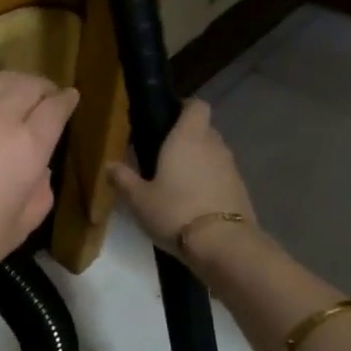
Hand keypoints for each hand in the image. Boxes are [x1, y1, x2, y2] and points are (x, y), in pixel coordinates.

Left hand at [0, 72, 78, 298]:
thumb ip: (39, 190)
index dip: (67, 100)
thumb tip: (36, 168)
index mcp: (27, 145)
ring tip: (14, 97)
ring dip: (13, 85)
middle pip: (26, 83)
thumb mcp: (21, 226)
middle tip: (45, 96)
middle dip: (42, 86)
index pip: (55, 106)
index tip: (70, 100)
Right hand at [107, 98, 253, 253]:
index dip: (183, 107)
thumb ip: (124, 179)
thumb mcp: (139, 199)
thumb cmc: (174, 211)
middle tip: (163, 155)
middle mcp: (213, 145)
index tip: (166, 119)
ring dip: (198, 161)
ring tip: (176, 181)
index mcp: (187, 137)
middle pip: (203, 129)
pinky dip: (209, 181)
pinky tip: (193, 201)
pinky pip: (221, 176)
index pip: (196, 105)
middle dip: (186, 138)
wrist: (223, 244)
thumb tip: (109, 165)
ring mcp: (231, 168)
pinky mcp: (241, 189)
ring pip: (213, 153)